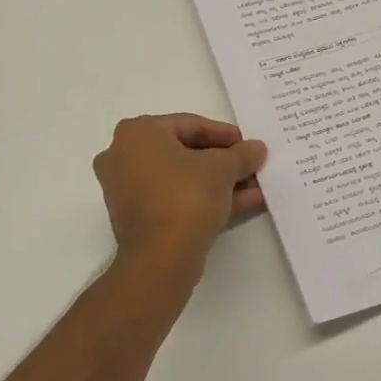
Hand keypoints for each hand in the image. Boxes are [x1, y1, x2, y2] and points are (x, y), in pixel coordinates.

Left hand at [93, 114, 267, 271]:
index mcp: (137, 133)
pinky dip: (204, 199)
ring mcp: (127, 190)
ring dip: (219, 182)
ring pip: (182, 179)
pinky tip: (242, 203)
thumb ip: (241, 154)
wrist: (161, 256)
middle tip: (250, 165)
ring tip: (254, 187)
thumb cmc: (186, 196)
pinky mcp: (137, 218)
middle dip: (223, 162)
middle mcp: (123, 156)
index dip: (225, 134)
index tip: (248, 144)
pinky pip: (175, 199)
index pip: (189, 125)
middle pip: (184, 153)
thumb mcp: (223, 168)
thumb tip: (256, 148)